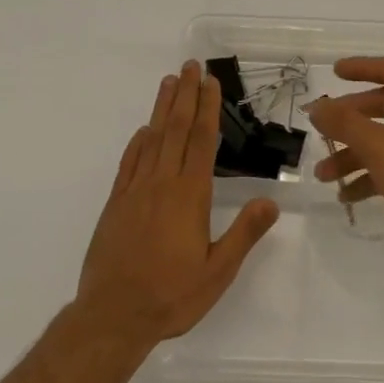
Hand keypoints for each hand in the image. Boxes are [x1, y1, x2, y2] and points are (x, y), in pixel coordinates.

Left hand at [75, 61, 278, 348]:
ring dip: (162, 109)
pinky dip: (137, 142)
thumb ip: (244, 234)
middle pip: (176, 129)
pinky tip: (143, 131)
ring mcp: (135, 191)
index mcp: (189, 195)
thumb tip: (271, 201)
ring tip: (168, 82)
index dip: (207, 108)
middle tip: (190, 65)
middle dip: (185, 95)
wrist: (112, 316)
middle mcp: (162, 183)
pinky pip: (129, 163)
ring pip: (151, 139)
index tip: (210, 82)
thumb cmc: (171, 295)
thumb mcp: (217, 271)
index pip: (202, 141)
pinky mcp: (116, 204)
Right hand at [307, 57, 383, 280]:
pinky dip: (369, 177)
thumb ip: (345, 124)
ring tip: (323, 175)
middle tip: (321, 130)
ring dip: (353, 155)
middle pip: (383, 108)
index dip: (361, 67)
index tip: (334, 72)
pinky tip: (346, 196)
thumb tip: (317, 106)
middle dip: (349, 120)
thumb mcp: (380, 146)